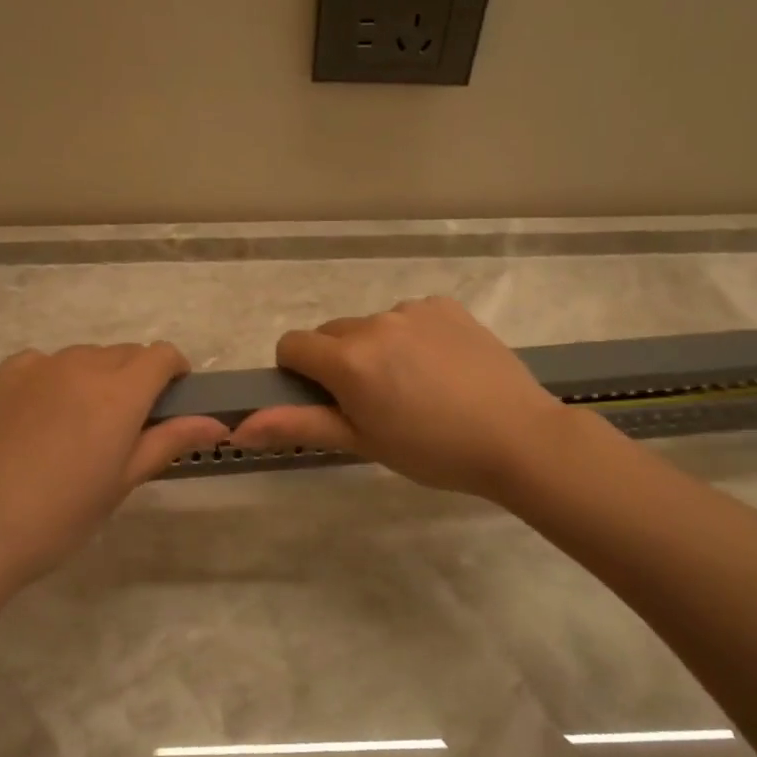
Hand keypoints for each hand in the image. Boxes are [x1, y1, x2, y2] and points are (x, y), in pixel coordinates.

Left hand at [0, 343, 228, 594]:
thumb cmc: (60, 516)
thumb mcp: (123, 482)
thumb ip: (170, 441)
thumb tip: (216, 423)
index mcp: (118, 392)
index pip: (162, 355)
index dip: (174, 372)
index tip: (170, 401)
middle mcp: (79, 365)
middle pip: (123, 354)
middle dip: (135, 379)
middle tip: (122, 426)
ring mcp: (34, 366)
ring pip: (82, 357)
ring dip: (93, 379)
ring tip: (74, 427)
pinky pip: (40, 364)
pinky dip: (52, 380)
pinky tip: (36, 421)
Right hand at [231, 297, 567, 501]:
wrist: (518, 438)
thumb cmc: (432, 451)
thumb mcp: (361, 442)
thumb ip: (298, 425)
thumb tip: (238, 428)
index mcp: (348, 360)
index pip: (292, 345)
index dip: (298, 373)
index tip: (325, 399)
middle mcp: (375, 323)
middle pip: (331, 334)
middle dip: (338, 362)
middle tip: (374, 401)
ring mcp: (413, 310)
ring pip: (371, 325)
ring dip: (376, 349)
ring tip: (415, 387)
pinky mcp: (445, 305)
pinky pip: (408, 316)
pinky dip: (411, 336)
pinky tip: (441, 367)